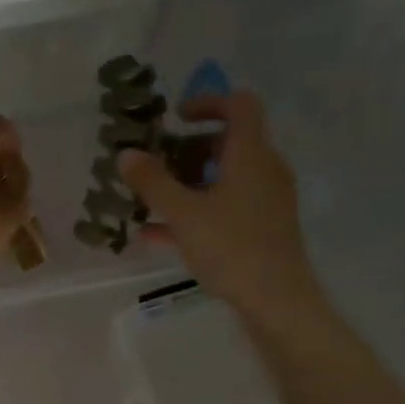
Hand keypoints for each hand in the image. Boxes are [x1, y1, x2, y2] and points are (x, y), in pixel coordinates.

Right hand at [117, 92, 323, 328]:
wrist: (277, 301)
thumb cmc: (232, 247)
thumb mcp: (184, 214)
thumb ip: (153, 182)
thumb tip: (126, 153)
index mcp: (251, 154)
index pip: (239, 105)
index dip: (208, 102)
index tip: (176, 119)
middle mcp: (265, 170)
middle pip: (228, 144)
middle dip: (188, 151)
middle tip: (157, 166)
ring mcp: (266, 202)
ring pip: (224, 179)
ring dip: (187, 184)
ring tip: (150, 202)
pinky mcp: (263, 229)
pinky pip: (225, 209)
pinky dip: (196, 213)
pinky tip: (157, 236)